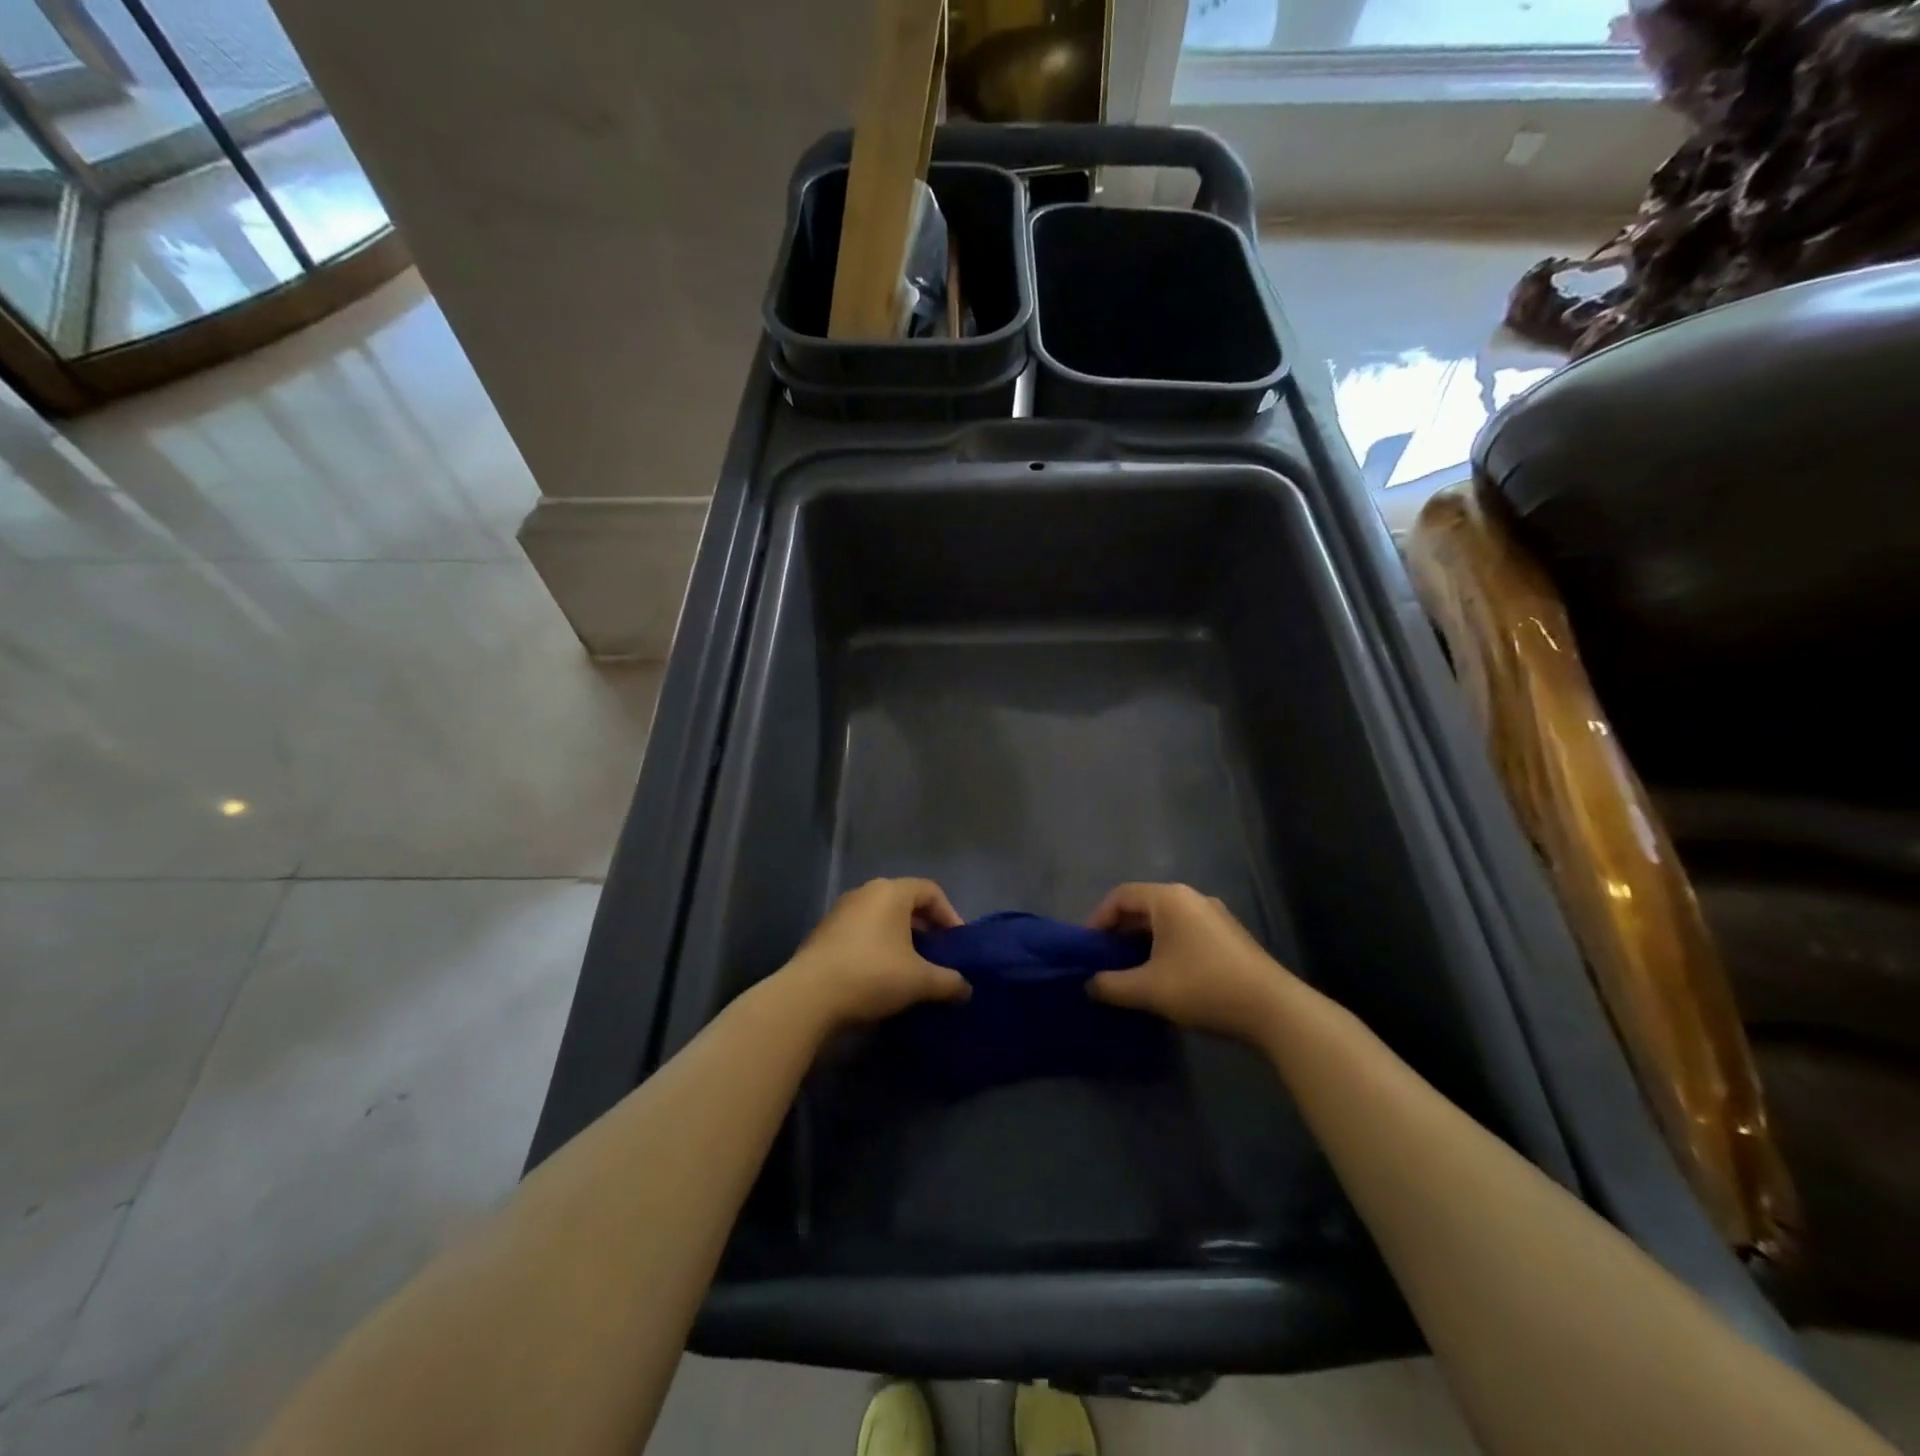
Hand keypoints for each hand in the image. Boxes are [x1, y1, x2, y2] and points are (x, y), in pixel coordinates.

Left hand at [781, 878, 970, 1030]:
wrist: (808, 997)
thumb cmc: (872, 975)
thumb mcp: (920, 981)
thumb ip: (949, 981)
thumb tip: (967, 989)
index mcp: (891, 892)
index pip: (930, 891)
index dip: (949, 915)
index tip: (956, 945)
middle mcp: (865, 893)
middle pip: (905, 903)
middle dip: (925, 929)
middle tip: (937, 956)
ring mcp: (840, 911)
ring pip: (881, 919)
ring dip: (899, 940)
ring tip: (910, 970)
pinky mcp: (823, 933)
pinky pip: (861, 933)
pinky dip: (876, 948)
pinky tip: (880, 977)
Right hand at [1086, 883, 1294, 1043]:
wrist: (1274, 1010)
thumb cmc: (1204, 987)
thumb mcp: (1149, 989)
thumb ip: (1112, 985)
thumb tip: (1089, 984)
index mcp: (1169, 899)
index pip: (1121, 895)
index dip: (1098, 919)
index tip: (1087, 948)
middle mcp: (1191, 897)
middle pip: (1143, 905)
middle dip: (1119, 931)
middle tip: (1104, 959)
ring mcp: (1214, 915)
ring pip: (1166, 920)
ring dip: (1142, 941)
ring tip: (1130, 970)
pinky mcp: (1229, 936)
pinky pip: (1185, 931)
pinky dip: (1166, 946)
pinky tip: (1164, 976)